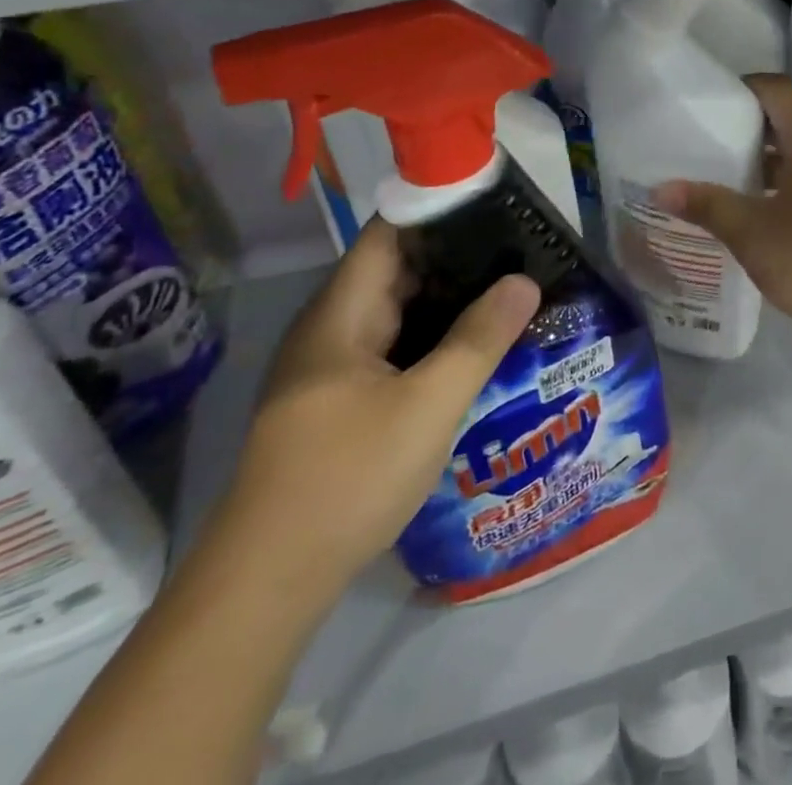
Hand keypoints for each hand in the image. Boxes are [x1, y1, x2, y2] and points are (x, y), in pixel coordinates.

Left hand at [215, 220, 539, 596]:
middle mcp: (332, 330)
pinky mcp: (339, 402)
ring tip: (510, 290)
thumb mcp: (428, 406)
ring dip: (449, 301)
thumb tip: (524, 280)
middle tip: (520, 250)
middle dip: (457, 257)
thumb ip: (479, 339)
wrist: (267, 585)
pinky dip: (433, 338)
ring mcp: (332, 368)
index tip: (495, 205)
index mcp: (340, 315)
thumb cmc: (347, 479)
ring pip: (398, 314)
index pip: (390, 233)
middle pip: (397, 271)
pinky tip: (474, 347)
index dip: (439, 211)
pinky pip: (394, 349)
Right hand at [653, 75, 791, 346]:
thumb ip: (709, 206)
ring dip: (772, 159)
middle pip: (791, 117)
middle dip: (750, 128)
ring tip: (733, 180)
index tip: (707, 108)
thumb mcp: (755, 235)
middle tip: (711, 146)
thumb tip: (662, 189)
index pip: (776, 88)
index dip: (741, 90)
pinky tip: (772, 213)